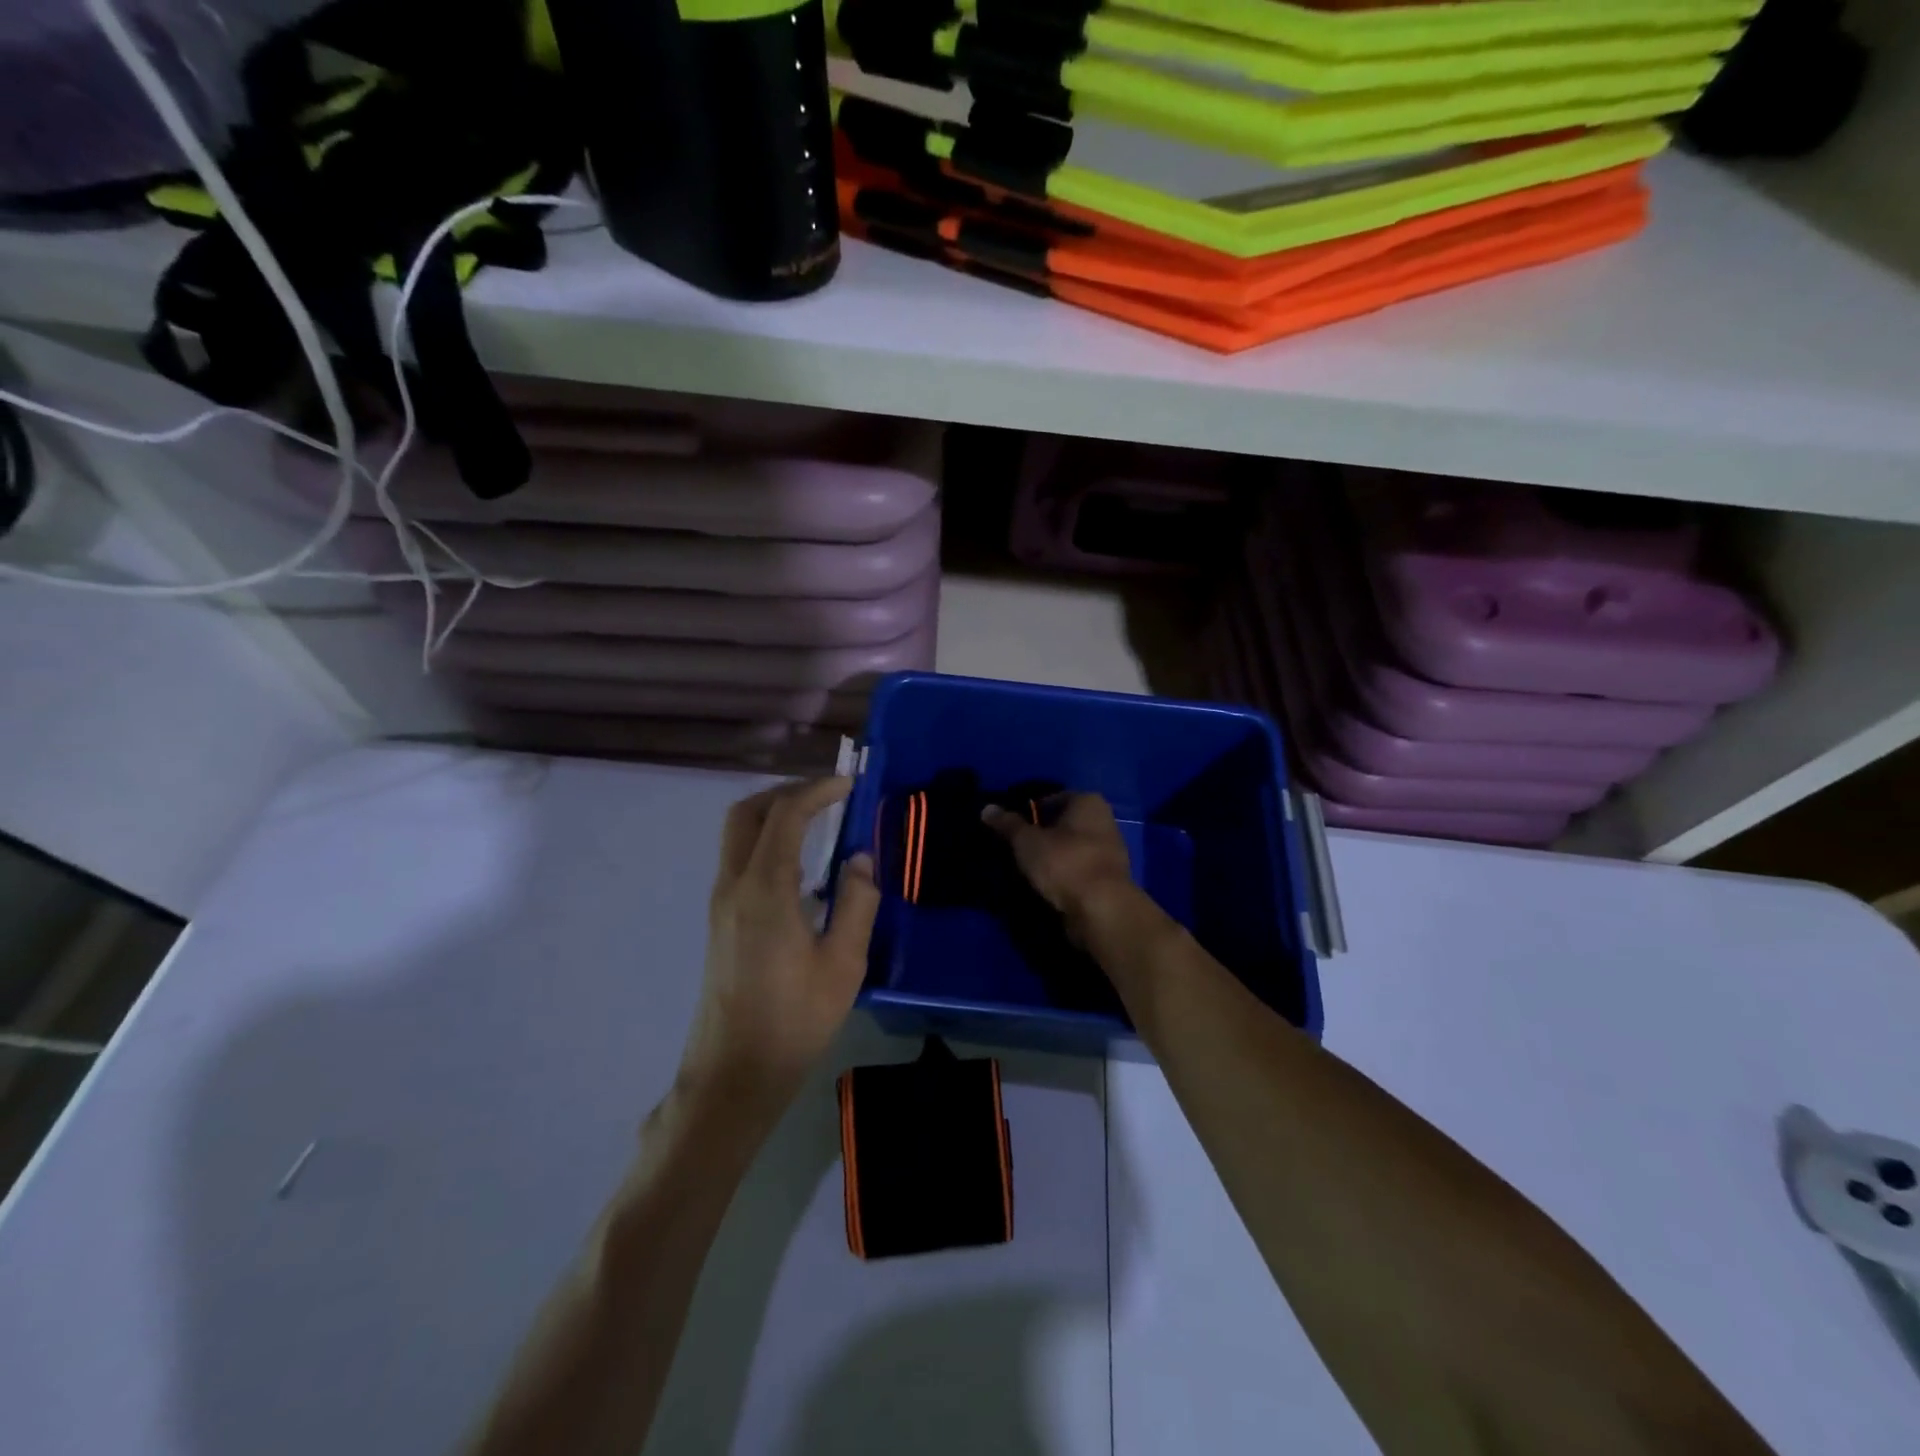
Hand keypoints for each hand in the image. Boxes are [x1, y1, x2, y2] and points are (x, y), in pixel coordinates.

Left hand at [677, 777, 880, 1121]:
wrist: (735, 1072)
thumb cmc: (795, 1019)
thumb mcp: (844, 963)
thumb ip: (857, 902)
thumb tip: (861, 858)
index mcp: (765, 889)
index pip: (786, 815)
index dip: (817, 790)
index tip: (850, 785)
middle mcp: (734, 885)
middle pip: (747, 812)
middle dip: (787, 792)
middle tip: (828, 796)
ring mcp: (721, 902)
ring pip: (737, 835)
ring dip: (774, 815)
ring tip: (819, 822)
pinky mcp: (720, 919)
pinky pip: (739, 858)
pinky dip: (766, 841)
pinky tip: (800, 865)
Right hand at [982, 792, 1139, 936]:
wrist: (1101, 909)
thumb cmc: (1064, 862)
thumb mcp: (1027, 841)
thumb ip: (1007, 824)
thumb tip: (987, 808)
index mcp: (1088, 802)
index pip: (1052, 798)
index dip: (1029, 811)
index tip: (1010, 827)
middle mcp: (1104, 821)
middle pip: (1063, 823)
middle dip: (1041, 834)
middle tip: (1015, 847)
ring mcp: (1110, 851)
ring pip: (1071, 848)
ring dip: (1051, 856)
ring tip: (1026, 868)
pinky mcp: (1108, 880)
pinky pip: (1077, 870)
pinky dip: (1063, 874)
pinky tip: (1045, 885)